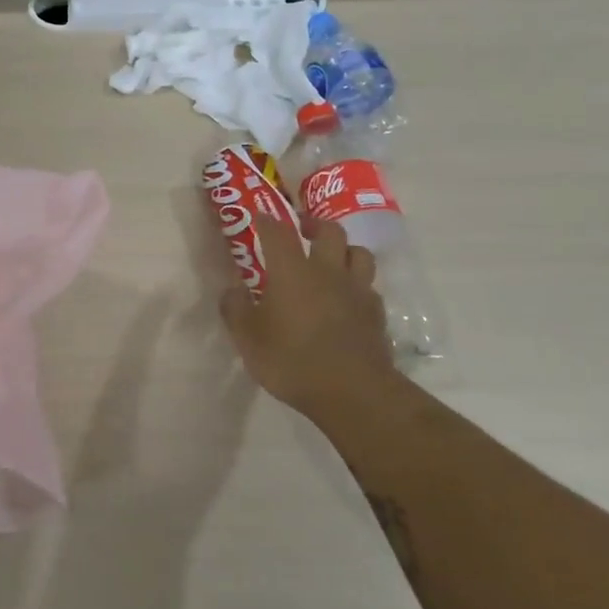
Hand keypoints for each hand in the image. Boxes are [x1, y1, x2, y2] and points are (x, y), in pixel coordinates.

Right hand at [218, 215, 394, 419]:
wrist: (354, 393)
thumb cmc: (292, 360)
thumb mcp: (248, 338)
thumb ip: (236, 309)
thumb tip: (232, 290)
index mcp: (292, 271)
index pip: (278, 231)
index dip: (267, 219)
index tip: (258, 216)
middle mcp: (327, 271)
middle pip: (329, 231)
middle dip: (313, 224)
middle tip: (301, 230)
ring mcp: (357, 291)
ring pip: (359, 253)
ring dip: (344, 250)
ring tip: (331, 259)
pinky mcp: (376, 314)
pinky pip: (369, 286)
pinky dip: (358, 284)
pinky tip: (348, 298)